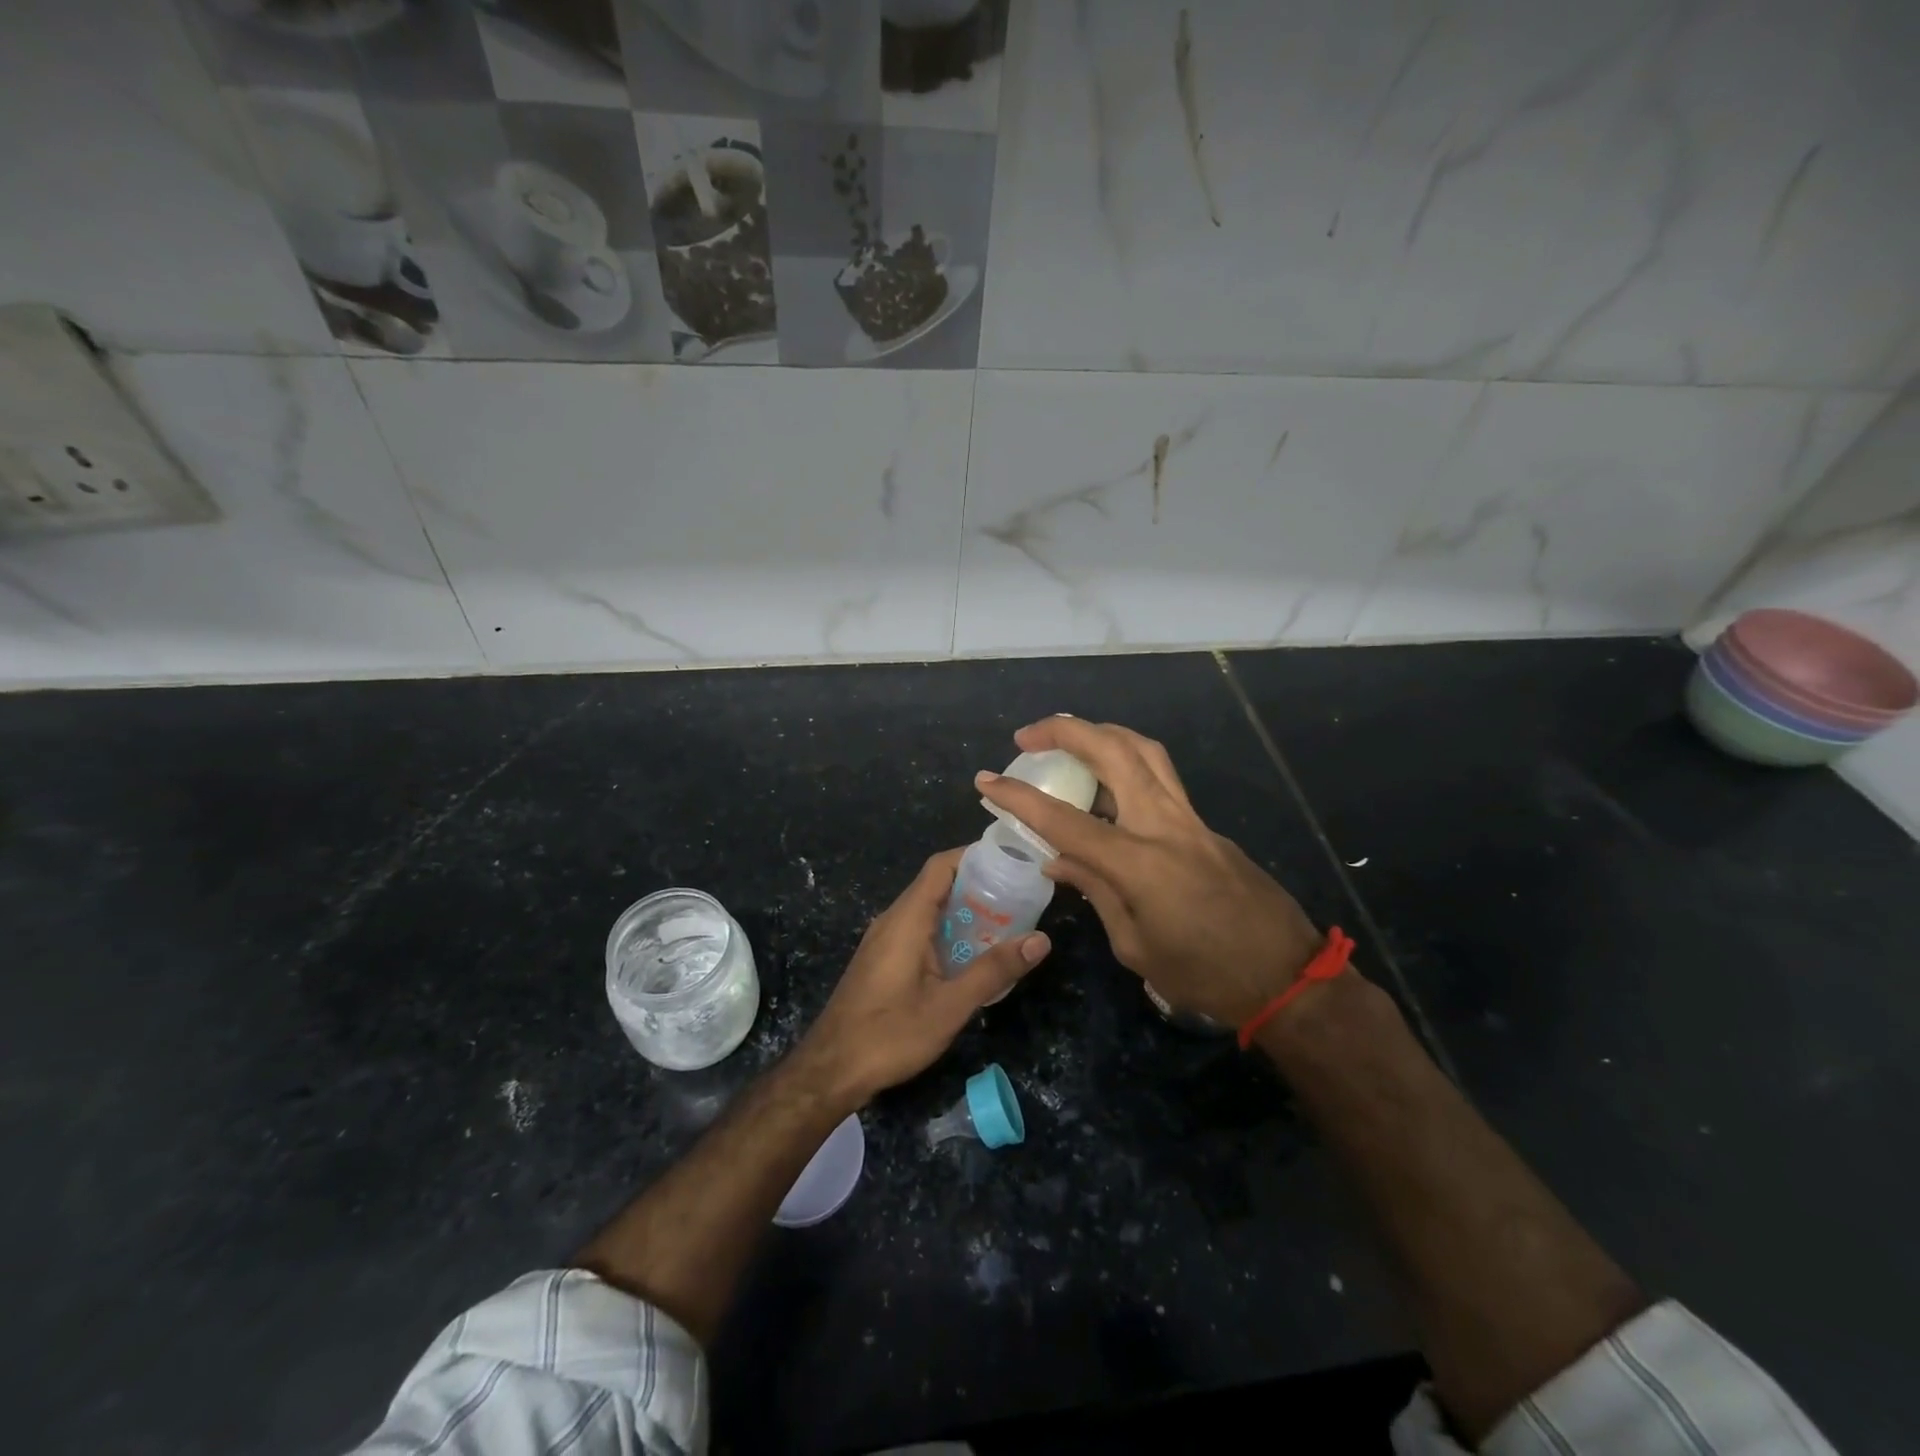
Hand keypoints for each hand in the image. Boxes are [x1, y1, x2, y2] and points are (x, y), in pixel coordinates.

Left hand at [797, 848, 1050, 1102]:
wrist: (831, 1070)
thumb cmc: (890, 1035)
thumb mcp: (950, 1006)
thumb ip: (994, 970)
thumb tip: (1041, 939)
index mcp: (906, 918)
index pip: (941, 866)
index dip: (975, 857)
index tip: (1011, 864)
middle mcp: (893, 919)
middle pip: (937, 885)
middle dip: (978, 888)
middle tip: (1019, 900)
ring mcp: (884, 940)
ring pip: (928, 910)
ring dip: (964, 912)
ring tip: (1004, 926)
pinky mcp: (882, 960)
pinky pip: (919, 931)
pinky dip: (947, 932)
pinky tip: (970, 957)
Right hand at [977, 717, 1324, 1029]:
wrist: (1287, 977)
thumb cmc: (1205, 975)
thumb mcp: (1135, 945)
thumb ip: (1095, 892)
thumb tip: (1058, 859)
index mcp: (1139, 863)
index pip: (1064, 820)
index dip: (1019, 799)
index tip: (986, 782)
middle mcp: (1164, 825)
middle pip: (1114, 752)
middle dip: (1066, 731)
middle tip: (1028, 736)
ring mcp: (1191, 820)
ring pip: (1145, 751)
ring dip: (1102, 734)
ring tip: (1070, 741)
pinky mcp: (1206, 825)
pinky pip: (1160, 779)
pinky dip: (1127, 766)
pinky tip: (1108, 790)